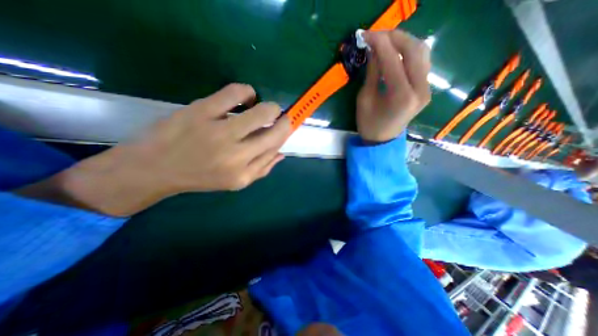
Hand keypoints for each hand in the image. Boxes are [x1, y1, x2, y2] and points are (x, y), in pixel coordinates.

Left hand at [18, 83, 289, 215]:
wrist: (154, 168)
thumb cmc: (201, 177)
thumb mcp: (236, 182)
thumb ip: (263, 168)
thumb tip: (282, 152)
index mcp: (244, 170)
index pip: (276, 145)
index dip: (286, 131)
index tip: (287, 125)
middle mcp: (236, 152)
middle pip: (276, 128)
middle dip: (284, 119)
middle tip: (278, 117)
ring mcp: (219, 129)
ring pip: (261, 110)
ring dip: (269, 107)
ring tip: (260, 109)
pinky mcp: (202, 110)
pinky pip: (235, 92)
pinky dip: (247, 92)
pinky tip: (244, 98)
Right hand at [357, 29, 432, 141]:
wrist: (382, 140)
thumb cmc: (369, 124)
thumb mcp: (365, 99)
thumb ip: (372, 73)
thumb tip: (373, 50)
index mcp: (401, 96)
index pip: (392, 60)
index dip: (379, 43)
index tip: (366, 34)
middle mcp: (420, 89)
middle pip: (414, 50)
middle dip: (395, 37)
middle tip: (377, 35)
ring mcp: (426, 88)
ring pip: (422, 53)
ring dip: (404, 42)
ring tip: (386, 41)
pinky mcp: (426, 88)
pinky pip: (421, 62)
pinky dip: (409, 52)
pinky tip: (397, 52)